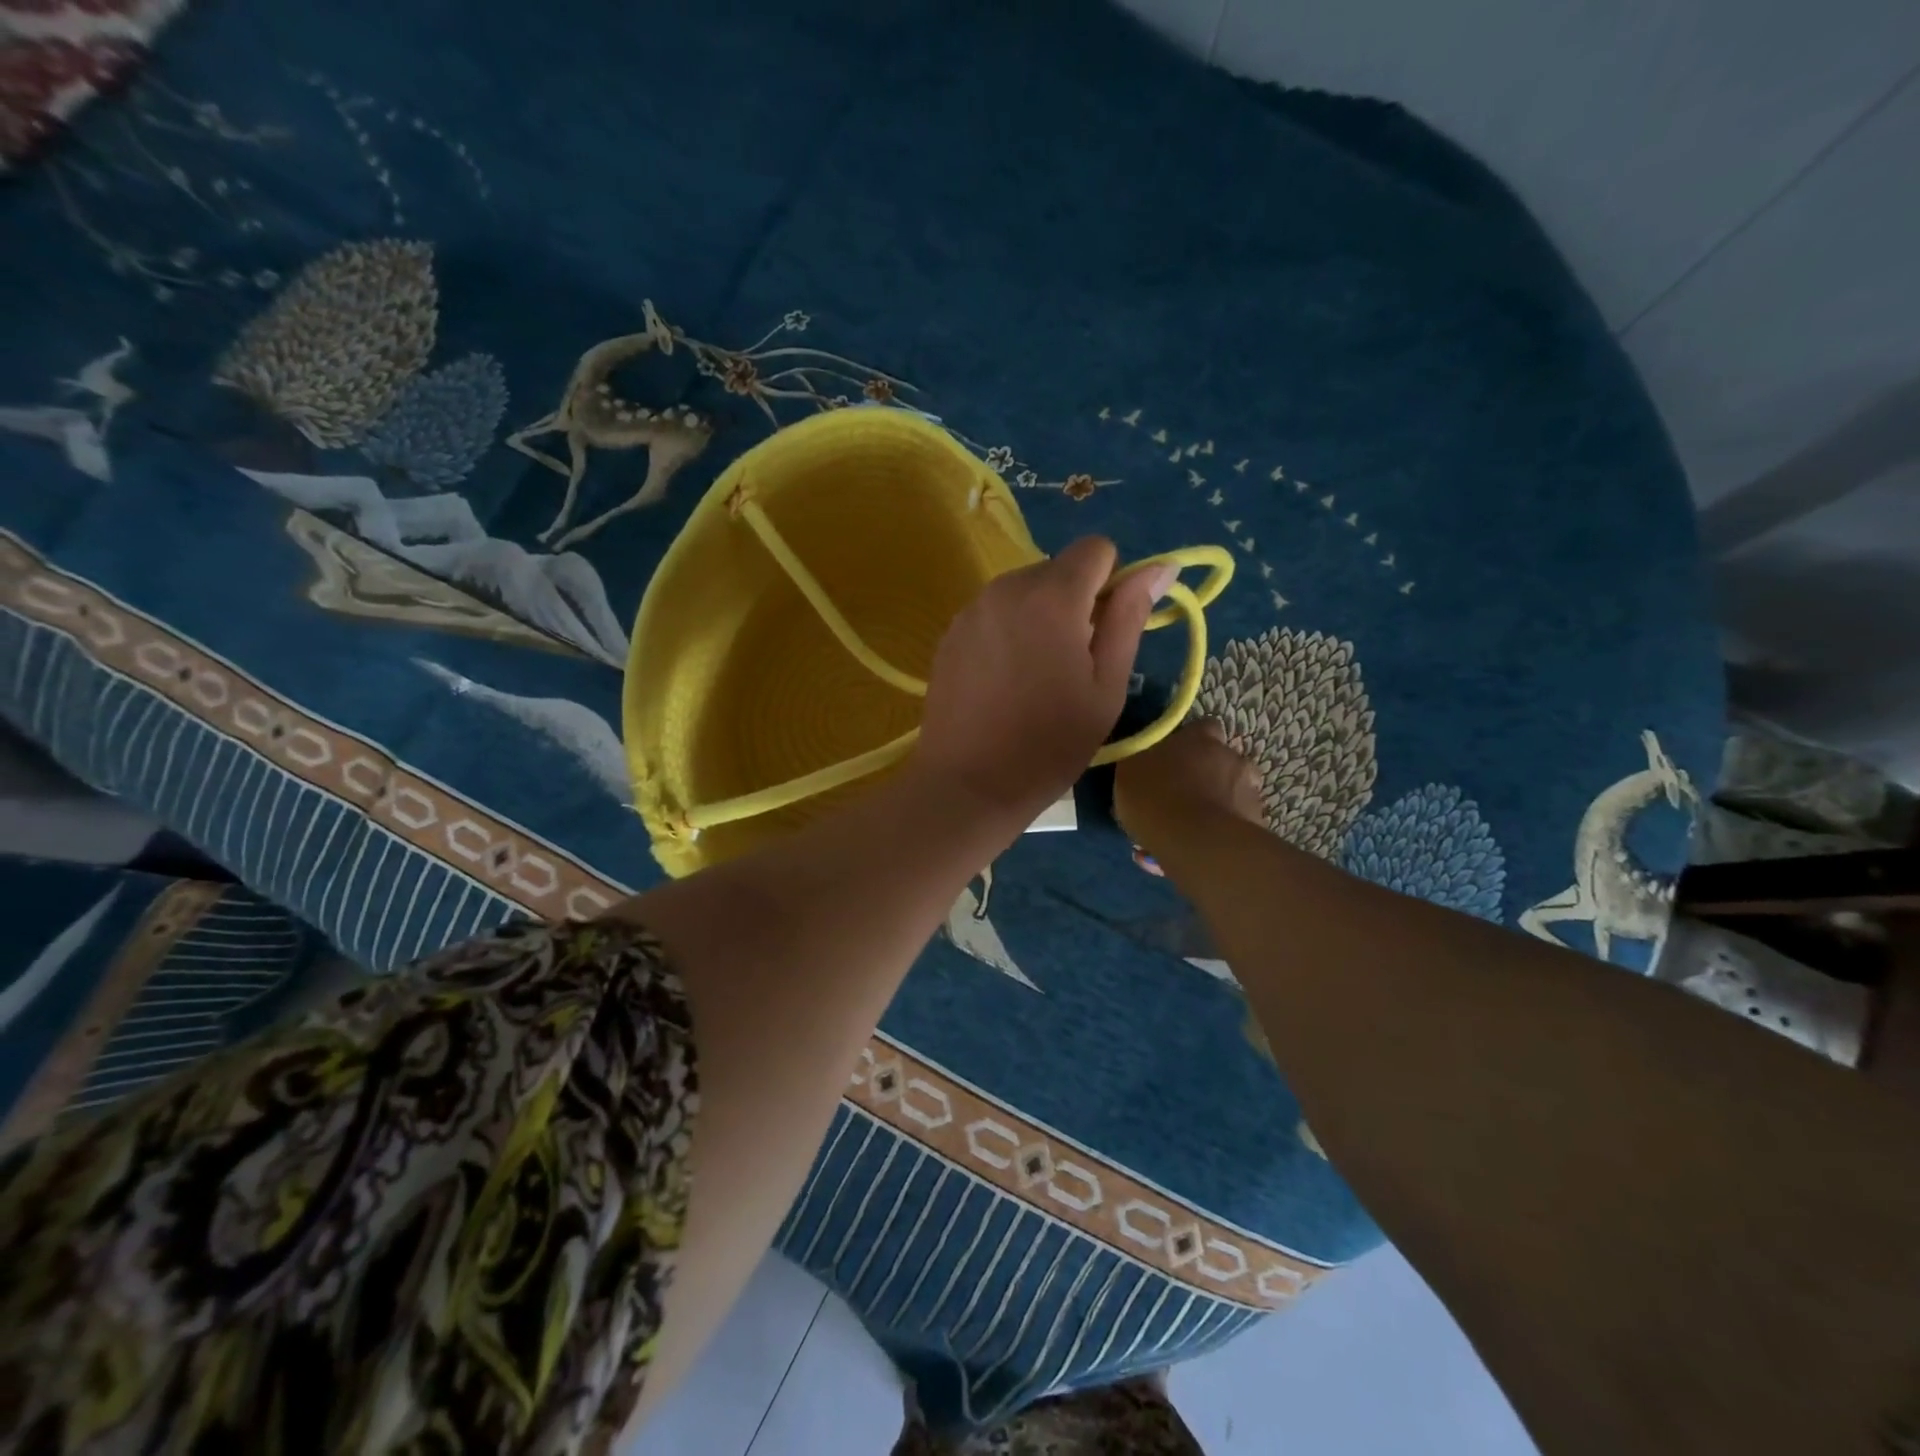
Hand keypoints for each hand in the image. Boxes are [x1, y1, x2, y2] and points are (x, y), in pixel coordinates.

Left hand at [915, 536, 1171, 822]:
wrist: (968, 783)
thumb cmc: (1049, 743)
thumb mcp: (1106, 687)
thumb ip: (1130, 618)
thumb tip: (1161, 567)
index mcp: (1052, 597)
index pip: (1096, 548)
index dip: (1112, 580)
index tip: (1107, 629)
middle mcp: (1006, 588)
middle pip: (1057, 568)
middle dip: (1076, 600)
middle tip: (1074, 662)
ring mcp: (972, 609)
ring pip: (1024, 589)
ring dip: (1041, 614)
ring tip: (1038, 675)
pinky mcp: (950, 632)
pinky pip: (994, 612)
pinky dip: (1010, 630)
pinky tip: (1005, 680)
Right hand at [1115, 720, 1264, 852]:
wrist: (1195, 842)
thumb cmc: (1155, 796)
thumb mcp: (1128, 771)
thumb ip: (1140, 759)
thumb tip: (1143, 757)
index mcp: (1200, 737)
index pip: (1204, 727)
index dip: (1192, 742)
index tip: (1177, 758)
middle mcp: (1232, 757)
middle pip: (1224, 760)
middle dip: (1210, 775)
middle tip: (1185, 795)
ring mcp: (1250, 790)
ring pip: (1235, 792)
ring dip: (1221, 802)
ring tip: (1197, 826)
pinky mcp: (1258, 823)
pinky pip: (1239, 823)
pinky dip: (1226, 831)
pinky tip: (1206, 847)